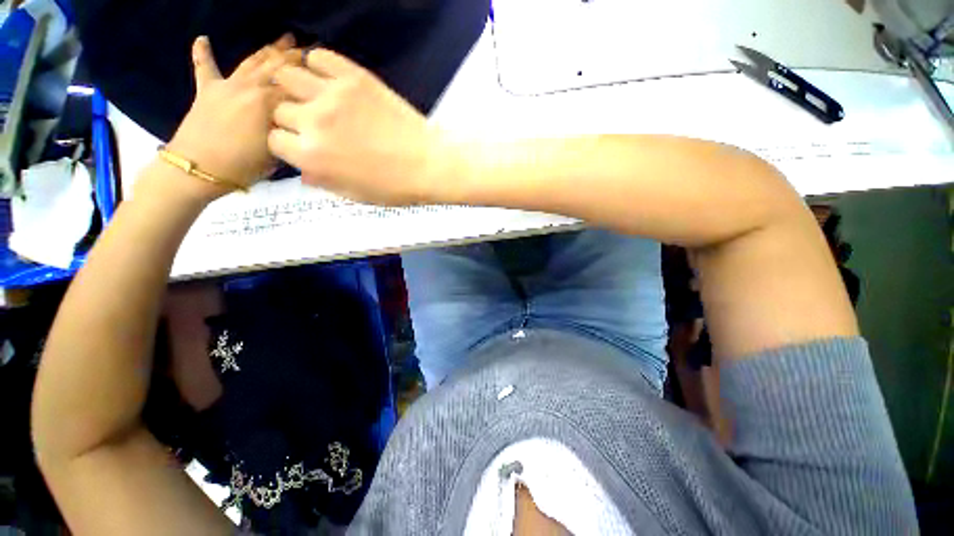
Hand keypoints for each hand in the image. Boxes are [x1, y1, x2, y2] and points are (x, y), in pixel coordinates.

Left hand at [164, 34, 298, 197]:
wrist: (193, 173)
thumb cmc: (234, 170)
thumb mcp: (271, 157)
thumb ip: (285, 134)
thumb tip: (296, 120)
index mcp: (270, 101)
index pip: (297, 83)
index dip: (311, 76)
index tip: (323, 73)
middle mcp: (253, 85)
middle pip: (279, 64)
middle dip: (296, 56)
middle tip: (309, 51)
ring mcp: (229, 84)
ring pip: (254, 60)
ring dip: (270, 49)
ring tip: (284, 39)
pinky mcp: (207, 90)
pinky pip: (204, 67)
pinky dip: (202, 53)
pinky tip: (200, 40)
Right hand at [268, 49, 451, 204]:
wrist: (425, 161)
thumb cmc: (384, 185)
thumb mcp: (340, 191)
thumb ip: (313, 176)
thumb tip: (299, 166)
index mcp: (307, 155)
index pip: (273, 138)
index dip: (282, 140)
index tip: (294, 139)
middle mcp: (314, 121)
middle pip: (279, 108)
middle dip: (286, 114)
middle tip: (301, 115)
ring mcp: (334, 94)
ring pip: (289, 77)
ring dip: (291, 84)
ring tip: (302, 88)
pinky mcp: (355, 76)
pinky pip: (322, 56)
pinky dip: (315, 60)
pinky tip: (320, 70)